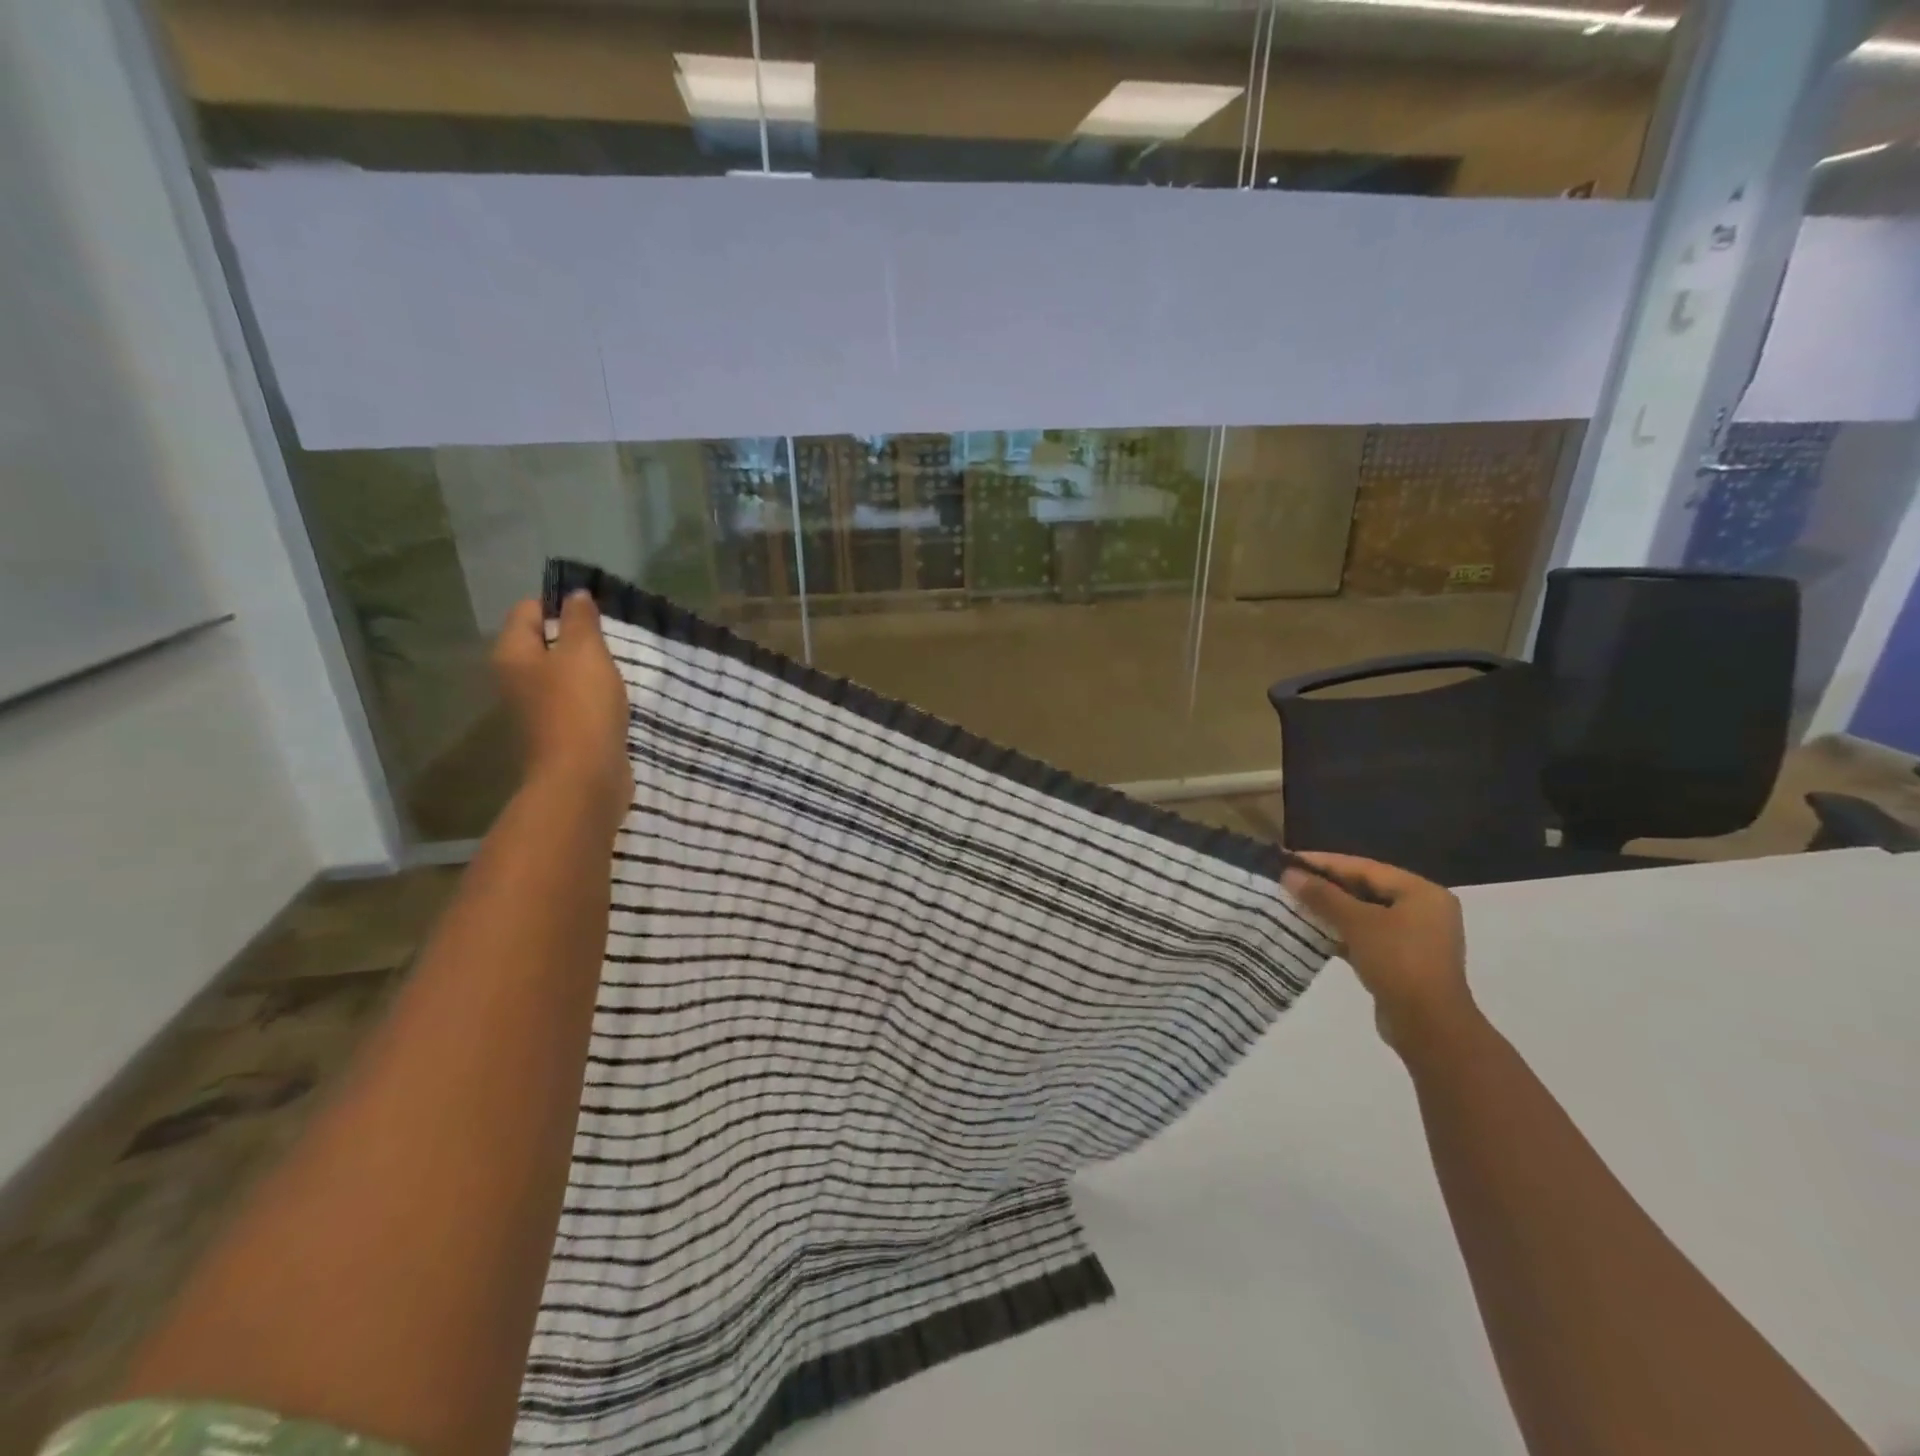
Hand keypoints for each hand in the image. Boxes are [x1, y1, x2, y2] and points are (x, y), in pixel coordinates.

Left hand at [492, 592, 632, 835]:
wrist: (583, 778)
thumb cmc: (580, 707)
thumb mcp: (585, 653)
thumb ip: (581, 620)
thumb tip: (575, 595)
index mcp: (513, 654)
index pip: (528, 611)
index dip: (560, 604)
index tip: (596, 612)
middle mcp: (515, 679)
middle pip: (544, 643)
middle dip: (577, 638)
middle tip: (611, 640)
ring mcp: (536, 709)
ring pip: (561, 674)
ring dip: (588, 670)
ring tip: (618, 668)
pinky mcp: (559, 733)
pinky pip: (575, 702)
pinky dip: (593, 697)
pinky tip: (616, 700)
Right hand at [1282, 852, 1476, 1054]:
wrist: (1428, 1026)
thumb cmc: (1397, 962)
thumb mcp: (1357, 923)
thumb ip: (1323, 895)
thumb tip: (1289, 874)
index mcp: (1421, 892)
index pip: (1365, 867)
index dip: (1325, 862)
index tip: (1290, 859)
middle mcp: (1423, 909)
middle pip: (1366, 889)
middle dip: (1327, 886)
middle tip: (1289, 880)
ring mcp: (1415, 937)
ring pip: (1365, 914)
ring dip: (1331, 910)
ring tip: (1294, 903)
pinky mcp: (1403, 961)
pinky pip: (1367, 936)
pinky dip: (1342, 932)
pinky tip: (1313, 931)